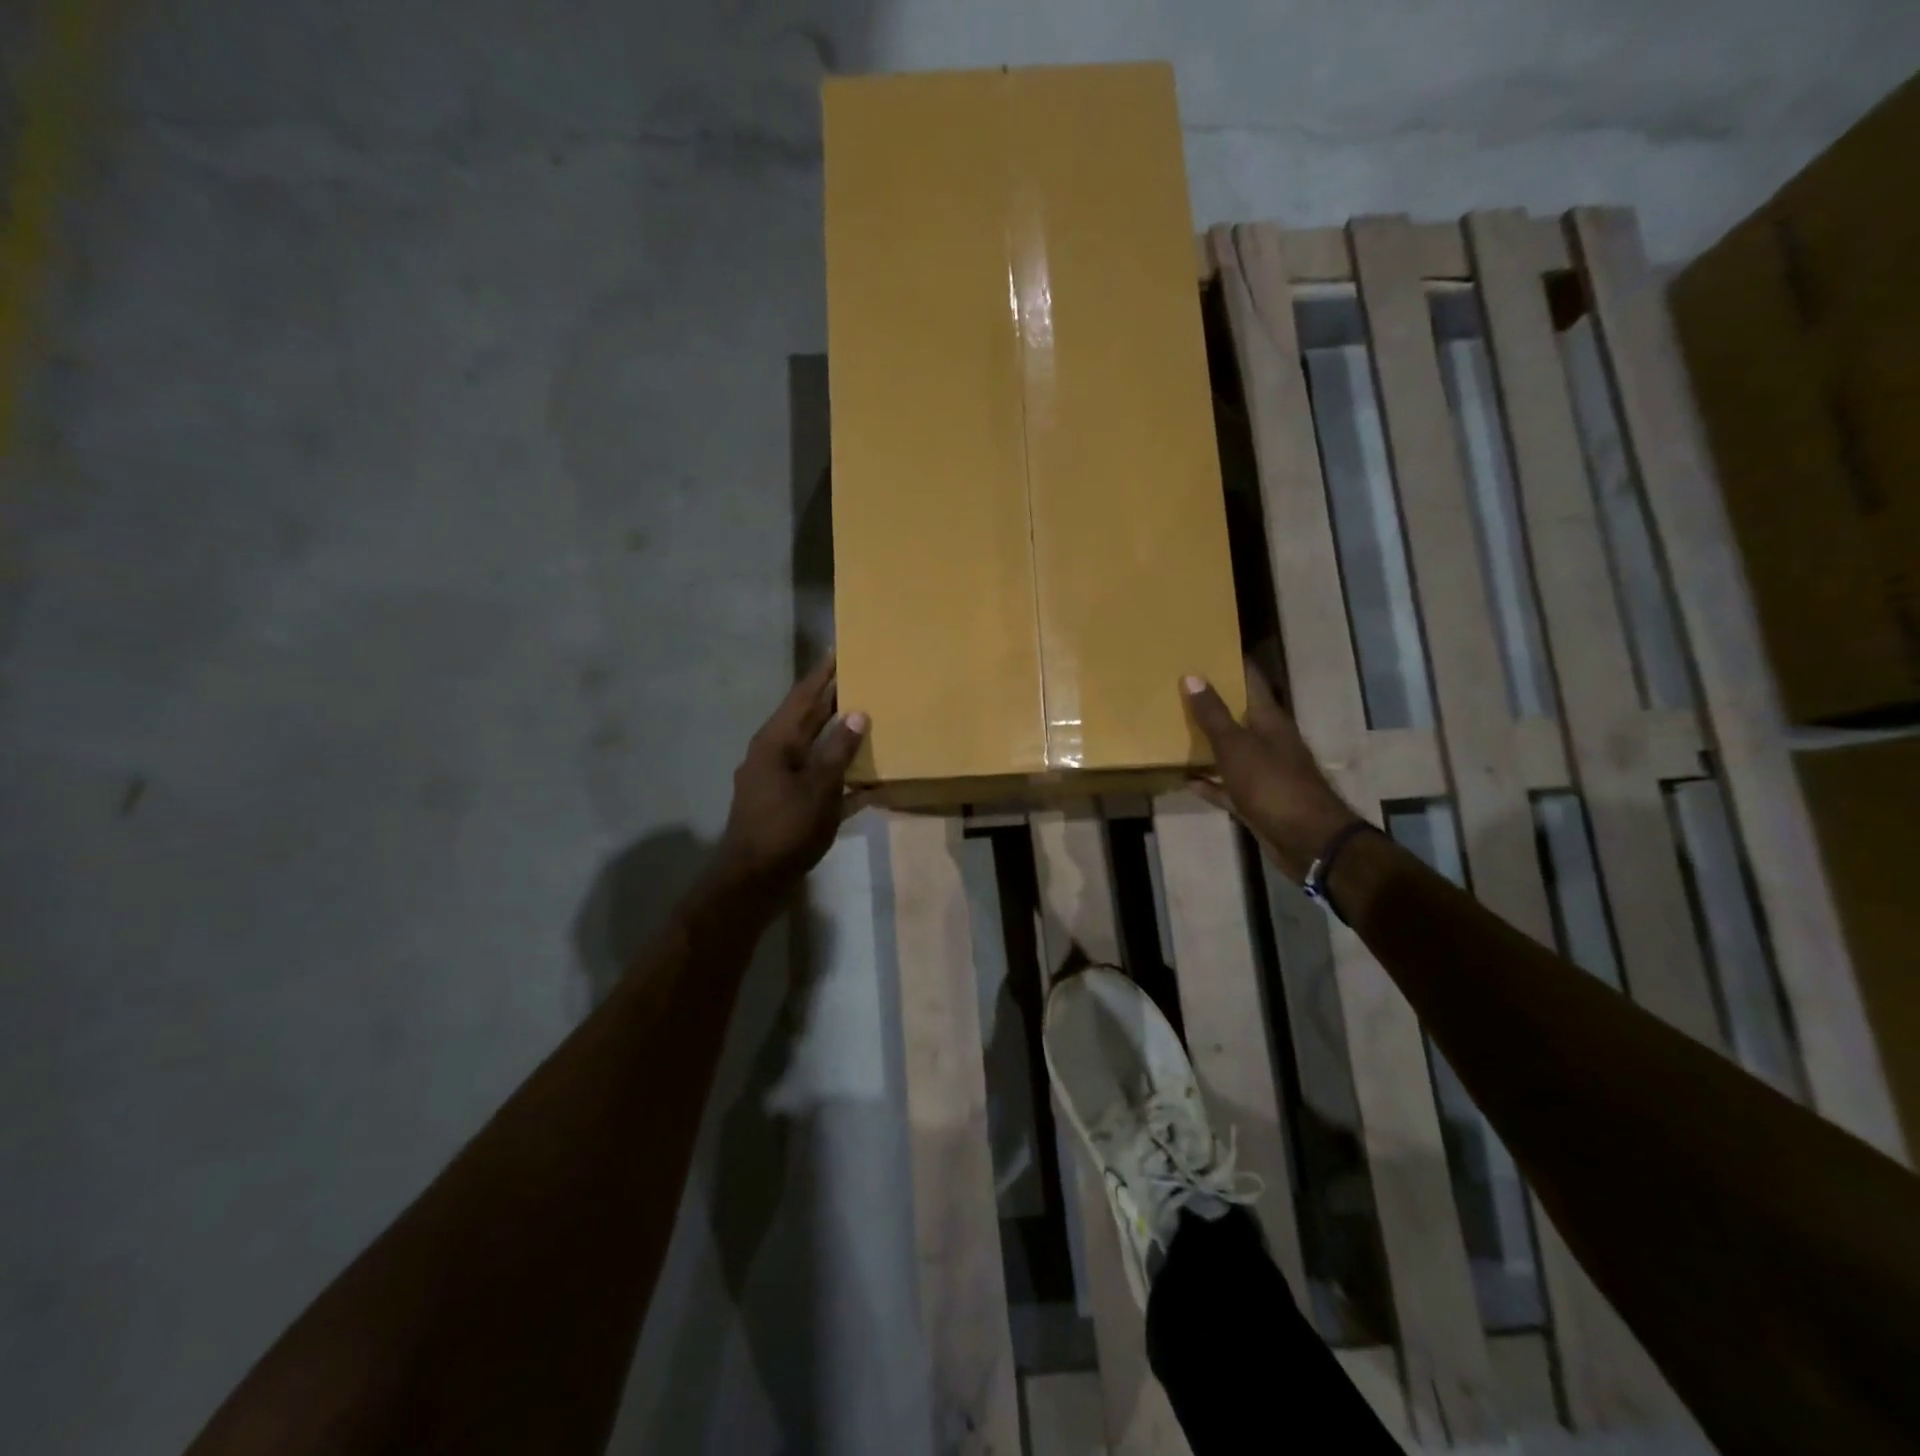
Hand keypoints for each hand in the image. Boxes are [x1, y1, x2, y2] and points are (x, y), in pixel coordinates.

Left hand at [714, 655, 868, 899]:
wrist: (754, 880)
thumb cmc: (785, 828)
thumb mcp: (818, 787)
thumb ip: (838, 750)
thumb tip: (858, 713)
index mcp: (776, 741)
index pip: (803, 696)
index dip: (823, 674)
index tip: (841, 650)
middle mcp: (775, 754)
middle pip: (809, 720)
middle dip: (834, 700)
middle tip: (863, 678)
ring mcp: (780, 781)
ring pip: (816, 750)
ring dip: (840, 737)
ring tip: (871, 720)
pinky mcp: (790, 805)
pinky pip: (820, 782)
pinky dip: (842, 779)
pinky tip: (870, 782)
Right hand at [1182, 663, 1359, 880]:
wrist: (1308, 841)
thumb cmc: (1273, 786)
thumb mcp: (1238, 747)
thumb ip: (1214, 715)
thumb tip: (1192, 675)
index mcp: (1270, 721)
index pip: (1252, 681)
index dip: (1233, 663)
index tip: (1208, 648)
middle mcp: (1270, 742)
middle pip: (1241, 715)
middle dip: (1215, 701)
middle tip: (1181, 686)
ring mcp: (1264, 773)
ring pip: (1232, 751)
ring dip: (1209, 743)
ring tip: (1176, 729)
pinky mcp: (1257, 801)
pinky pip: (1227, 786)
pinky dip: (1209, 782)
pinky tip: (1186, 779)